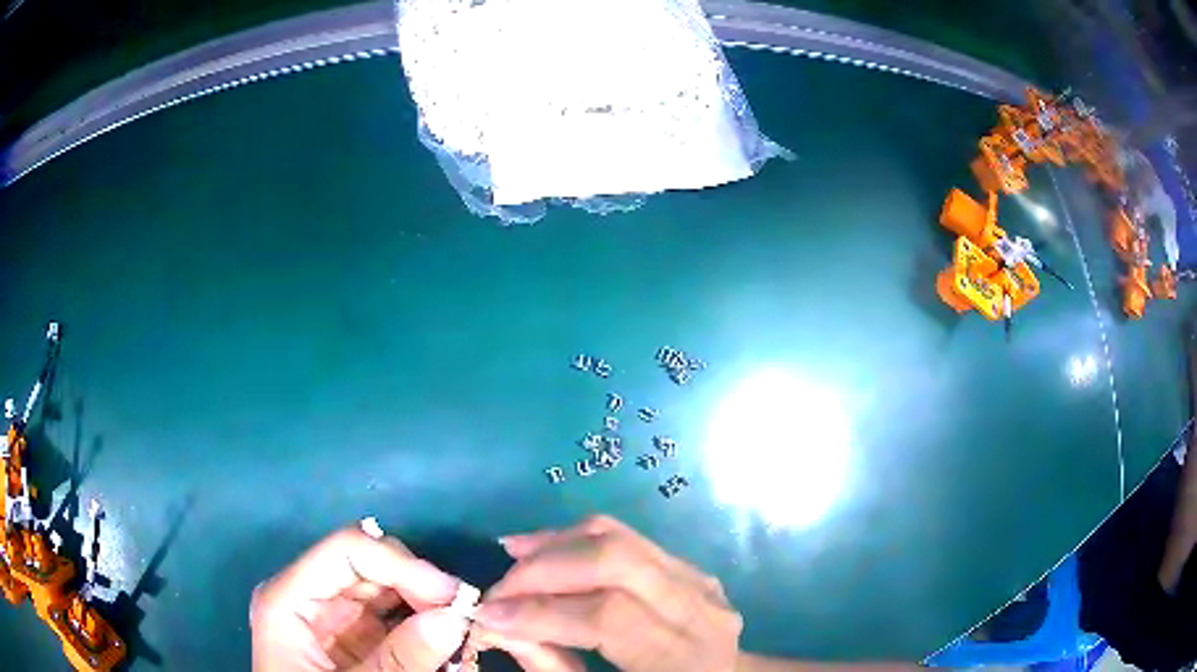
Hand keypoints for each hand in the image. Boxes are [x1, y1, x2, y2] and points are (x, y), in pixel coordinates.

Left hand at [251, 521, 469, 670]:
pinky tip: (446, 648)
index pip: (347, 550)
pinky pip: (394, 616)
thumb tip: (456, 617)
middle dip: (421, 587)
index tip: (454, 596)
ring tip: (461, 636)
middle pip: (370, 564)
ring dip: (428, 607)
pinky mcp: (354, 635)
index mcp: (288, 598)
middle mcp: (308, 595)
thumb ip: (400, 659)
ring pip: (388, 588)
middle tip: (466, 619)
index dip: (402, 564)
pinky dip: (423, 627)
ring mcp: (332, 614)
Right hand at [472, 515, 742, 671]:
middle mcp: (698, 609)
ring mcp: (698, 580)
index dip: (540, 612)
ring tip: (512, 559)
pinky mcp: (687, 566)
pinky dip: (576, 538)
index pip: (607, 617)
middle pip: (614, 561)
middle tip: (498, 591)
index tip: (486, 614)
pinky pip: (626, 537)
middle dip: (543, 570)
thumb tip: (499, 626)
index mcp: (681, 657)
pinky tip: (542, 549)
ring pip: (619, 537)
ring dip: (555, 544)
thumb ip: (552, 667)